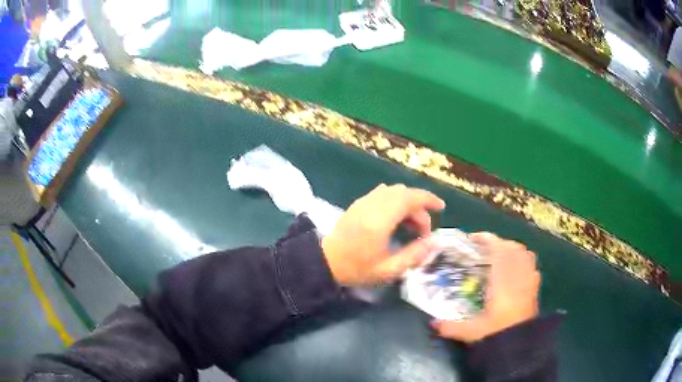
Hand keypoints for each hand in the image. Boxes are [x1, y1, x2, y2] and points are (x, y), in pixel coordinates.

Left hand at [322, 184, 444, 285]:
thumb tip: (434, 242)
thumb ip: (413, 255)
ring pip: (393, 191)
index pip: (409, 198)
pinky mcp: (358, 203)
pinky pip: (382, 193)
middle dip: (420, 207)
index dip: (428, 199)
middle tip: (423, 231)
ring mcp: (363, 202)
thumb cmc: (356, 268)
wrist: (325, 262)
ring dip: (407, 203)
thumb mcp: (388, 269)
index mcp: (380, 220)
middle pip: (404, 193)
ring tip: (411, 226)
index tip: (441, 207)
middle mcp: (372, 205)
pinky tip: (396, 219)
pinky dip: (395, 201)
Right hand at [432, 232, 540, 342]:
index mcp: (502, 280)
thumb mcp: (471, 332)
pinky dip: (523, 261)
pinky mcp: (535, 287)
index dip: (486, 240)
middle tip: (483, 249)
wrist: (521, 345)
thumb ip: (451, 327)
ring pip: (524, 253)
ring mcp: (529, 280)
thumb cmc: (498, 334)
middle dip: (498, 243)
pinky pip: (531, 265)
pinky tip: (516, 271)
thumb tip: (432, 323)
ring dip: (511, 249)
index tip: (473, 238)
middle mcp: (518, 275)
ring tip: (499, 256)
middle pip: (512, 247)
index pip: (497, 250)